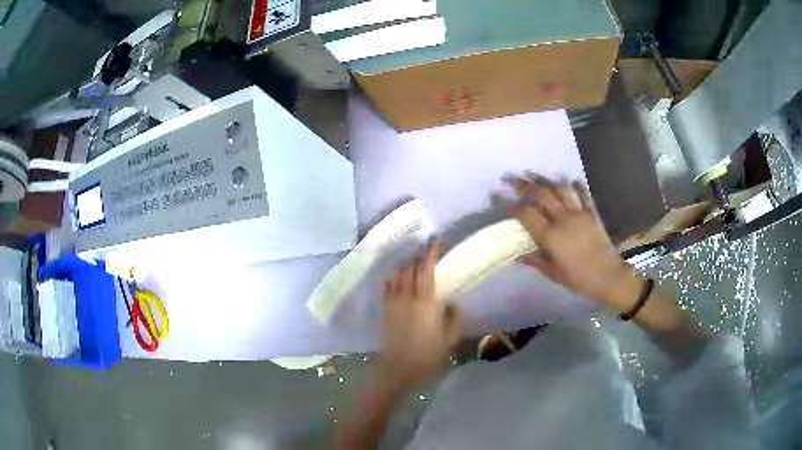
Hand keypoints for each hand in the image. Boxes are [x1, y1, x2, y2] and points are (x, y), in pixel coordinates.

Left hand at [378, 241, 462, 390]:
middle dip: (418, 258)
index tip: (435, 241)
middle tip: (426, 256)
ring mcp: (392, 302)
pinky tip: (396, 282)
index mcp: (426, 301)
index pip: (427, 268)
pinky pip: (386, 287)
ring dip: (405, 267)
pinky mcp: (383, 310)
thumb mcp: (451, 337)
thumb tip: (451, 302)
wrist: (400, 368)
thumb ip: (454, 316)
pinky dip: (392, 280)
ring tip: (412, 267)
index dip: (430, 252)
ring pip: (397, 275)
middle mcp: (407, 296)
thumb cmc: (429, 354)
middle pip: (410, 268)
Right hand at [494, 173, 640, 307]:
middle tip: (510, 177)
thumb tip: (518, 255)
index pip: (525, 214)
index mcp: (551, 235)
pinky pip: (583, 196)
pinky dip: (577, 186)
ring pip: (559, 190)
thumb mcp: (554, 274)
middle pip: (540, 195)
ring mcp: (579, 214)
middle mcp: (563, 219)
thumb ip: (536, 261)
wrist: (610, 277)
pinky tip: (572, 179)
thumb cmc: (579, 279)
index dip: (508, 203)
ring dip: (545, 180)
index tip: (496, 194)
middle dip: (523, 185)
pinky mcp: (592, 214)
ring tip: (533, 174)